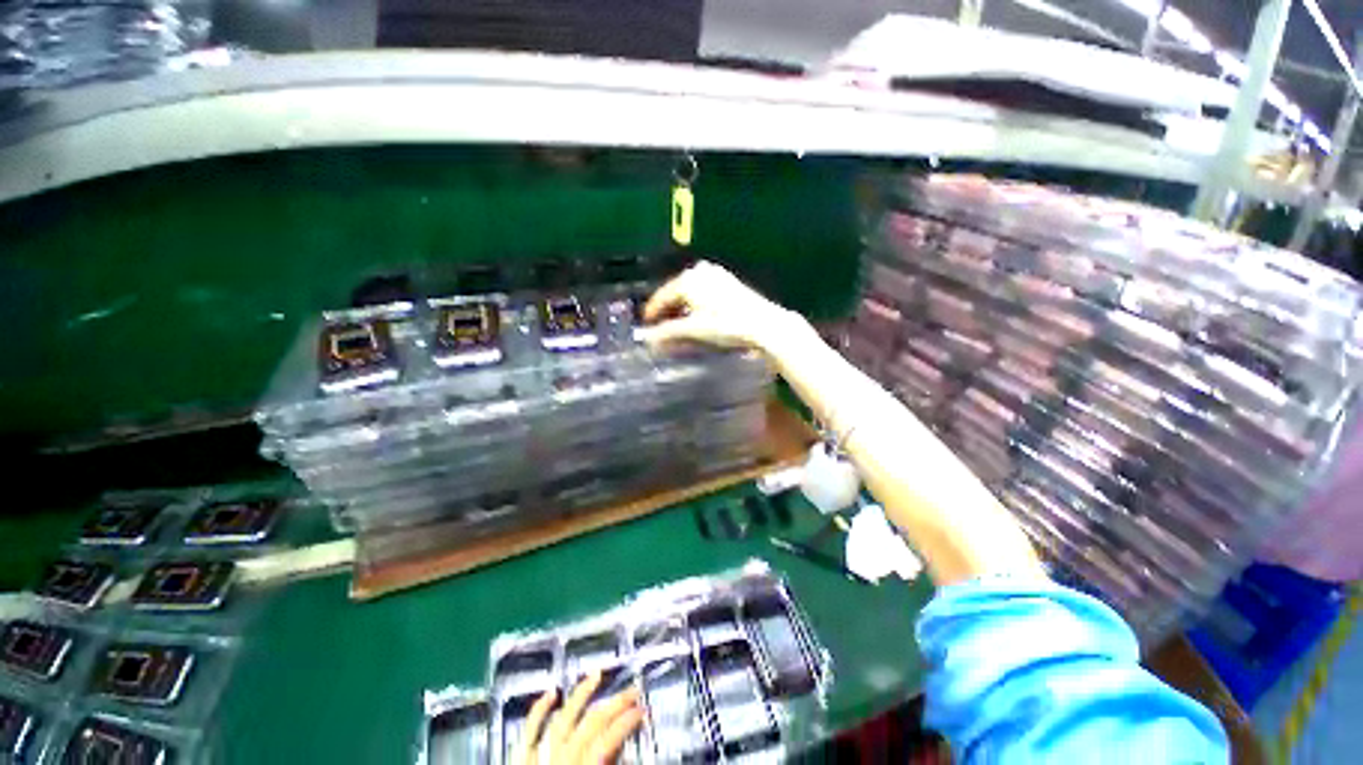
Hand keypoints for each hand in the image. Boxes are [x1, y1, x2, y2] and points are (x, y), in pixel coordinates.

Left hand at [514, 671, 643, 764]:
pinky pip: (529, 730)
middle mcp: (560, 761)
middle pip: (591, 723)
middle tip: (633, 691)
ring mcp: (537, 758)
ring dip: (581, 694)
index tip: (642, 712)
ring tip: (596, 675)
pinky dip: (539, 709)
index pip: (608, 740)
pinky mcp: (518, 760)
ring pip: (563, 718)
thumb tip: (623, 756)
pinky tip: (551, 693)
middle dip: (615, 704)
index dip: (627, 722)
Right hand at [641, 261, 801, 354]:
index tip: (646, 328)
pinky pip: (702, 293)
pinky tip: (696, 319)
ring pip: (689, 294)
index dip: (652, 313)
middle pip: (675, 293)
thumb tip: (647, 339)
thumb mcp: (693, 330)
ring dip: (681, 310)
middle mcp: (699, 271)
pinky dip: (695, 306)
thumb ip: (667, 333)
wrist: (763, 324)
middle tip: (660, 330)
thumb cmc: (725, 325)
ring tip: (677, 327)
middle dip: (667, 313)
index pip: (662, 297)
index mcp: (688, 279)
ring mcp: (715, 275)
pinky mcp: (728, 282)